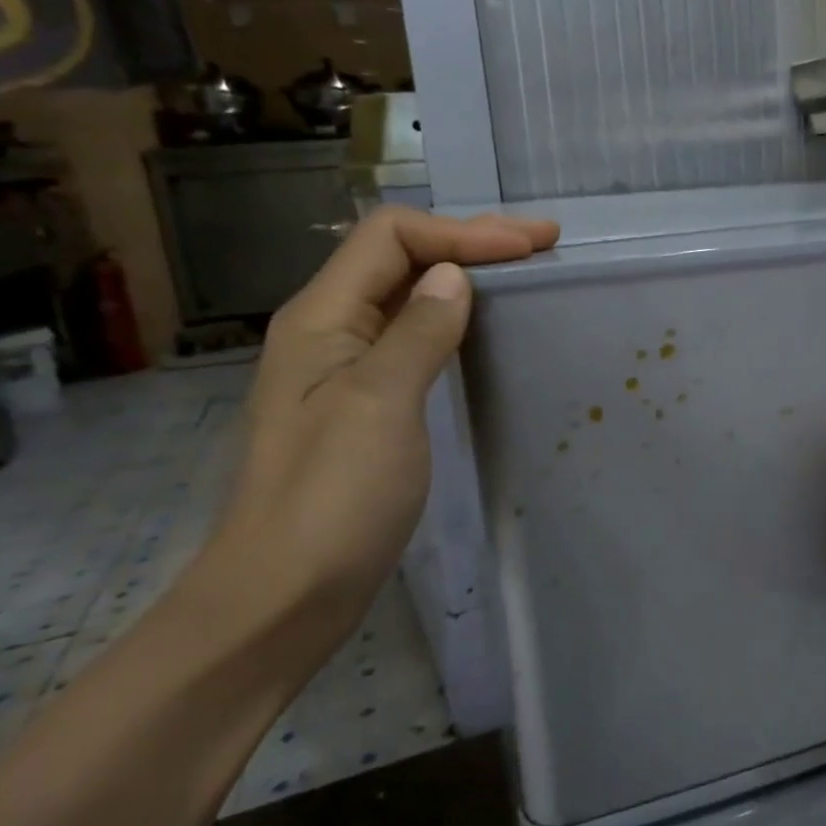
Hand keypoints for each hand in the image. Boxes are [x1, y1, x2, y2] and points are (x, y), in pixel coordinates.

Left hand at [202, 206, 557, 635]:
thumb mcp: (381, 403)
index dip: (463, 231)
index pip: (392, 237)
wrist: (284, 594)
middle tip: (542, 244)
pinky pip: (411, 340)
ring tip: (521, 276)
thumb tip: (454, 276)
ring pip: (406, 298)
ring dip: (464, 277)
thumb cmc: (332, 497)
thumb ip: (419, 331)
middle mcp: (327, 331)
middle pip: (398, 258)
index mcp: (321, 318)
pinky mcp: (362, 406)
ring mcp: (343, 371)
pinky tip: (481, 331)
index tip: (531, 246)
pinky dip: (453, 321)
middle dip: (470, 242)